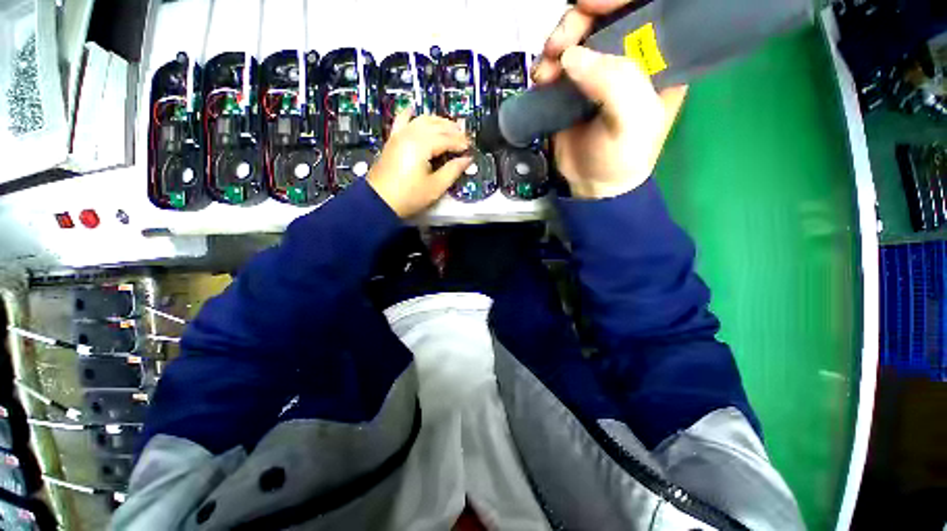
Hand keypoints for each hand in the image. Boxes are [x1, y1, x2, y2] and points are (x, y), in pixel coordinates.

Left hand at [368, 110, 471, 217]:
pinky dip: (409, 113)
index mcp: (422, 145)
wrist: (379, 201)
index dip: (461, 143)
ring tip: (450, 127)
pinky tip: (413, 109)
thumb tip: (467, 160)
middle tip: (465, 138)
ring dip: (438, 121)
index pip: (447, 138)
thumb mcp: (435, 187)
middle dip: (453, 130)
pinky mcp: (393, 139)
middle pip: (436, 125)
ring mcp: (400, 135)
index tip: (471, 149)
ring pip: (422, 119)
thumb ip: (453, 170)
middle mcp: (411, 134)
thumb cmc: (409, 196)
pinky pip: (401, 120)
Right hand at [532, 0, 687, 198]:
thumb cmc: (622, 157)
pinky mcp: (573, 84)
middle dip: (578, 21)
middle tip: (557, 46)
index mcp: (659, 58)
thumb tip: (572, 57)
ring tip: (545, 71)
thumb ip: (615, 84)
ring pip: (578, 33)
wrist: (592, 184)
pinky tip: (540, 79)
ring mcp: (598, 68)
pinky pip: (558, 59)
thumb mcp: (632, 123)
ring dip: (556, 43)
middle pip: (606, 15)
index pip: (646, 8)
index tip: (589, 3)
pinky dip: (546, 63)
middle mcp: (630, 55)